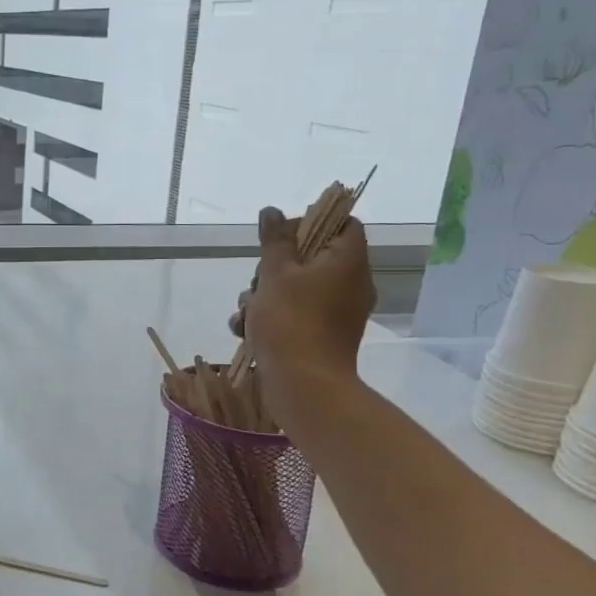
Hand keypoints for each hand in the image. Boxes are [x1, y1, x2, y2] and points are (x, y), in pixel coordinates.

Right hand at [232, 206, 374, 396]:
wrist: (303, 384)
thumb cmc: (291, 321)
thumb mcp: (274, 273)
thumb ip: (274, 240)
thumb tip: (273, 210)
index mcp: (347, 261)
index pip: (342, 224)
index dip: (310, 222)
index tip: (280, 237)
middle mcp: (350, 283)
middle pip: (312, 257)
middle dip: (274, 266)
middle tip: (257, 280)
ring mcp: (338, 311)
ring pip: (297, 287)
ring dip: (264, 294)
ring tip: (245, 312)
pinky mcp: (323, 334)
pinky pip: (297, 312)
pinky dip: (272, 317)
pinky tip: (245, 329)